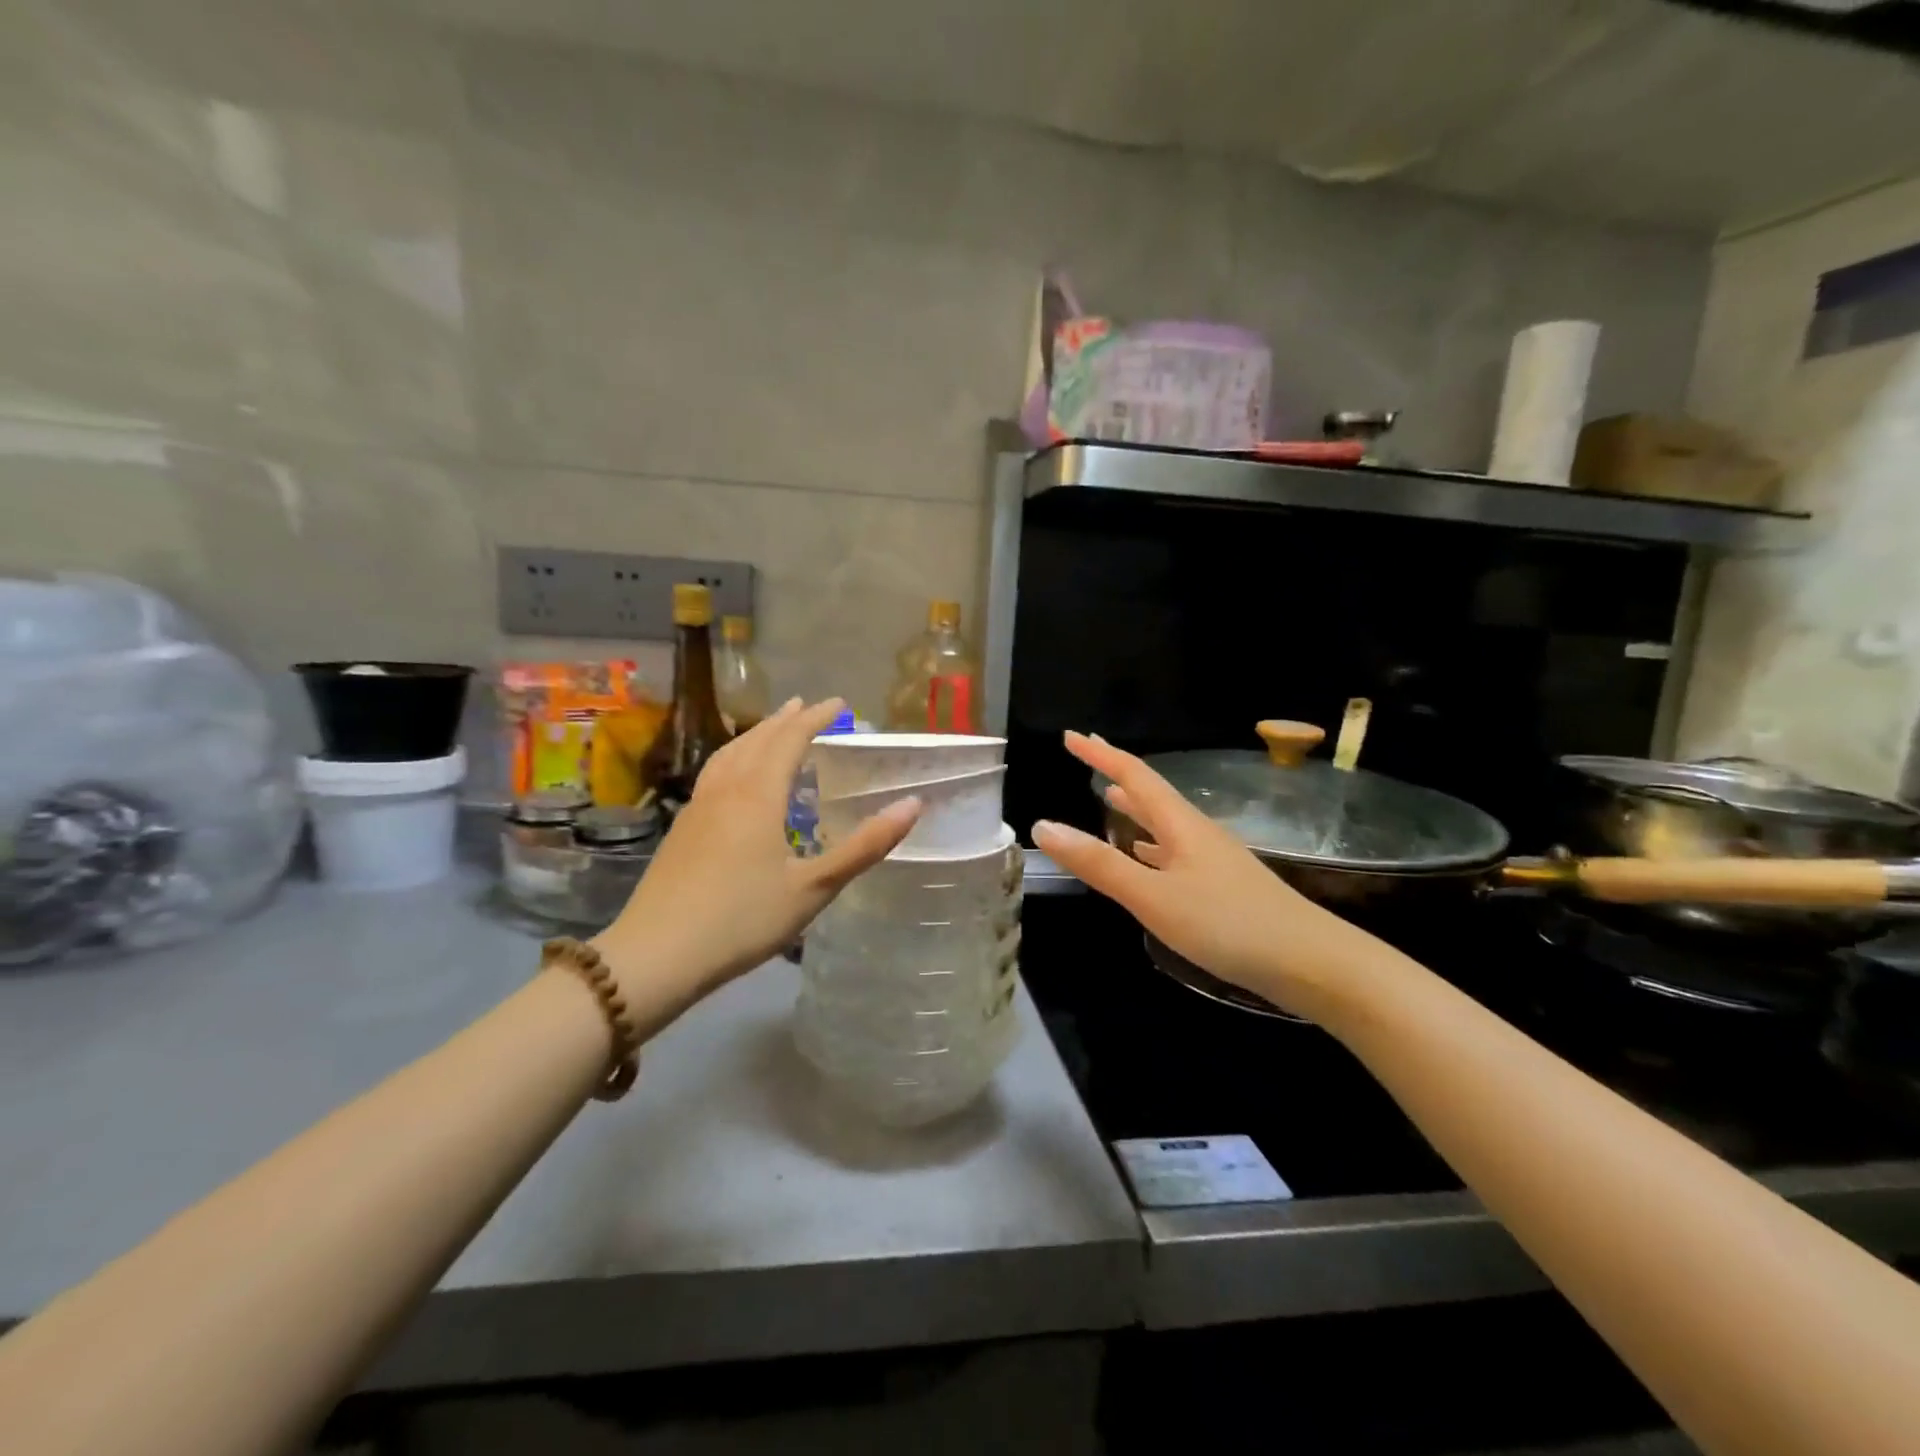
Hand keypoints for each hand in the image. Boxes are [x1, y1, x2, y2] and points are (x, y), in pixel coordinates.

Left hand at [592, 698, 918, 1036]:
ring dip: (756, 734)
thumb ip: (864, 846)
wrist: (657, 954)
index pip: (790, 740)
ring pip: (729, 754)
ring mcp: (698, 807)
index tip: (840, 705)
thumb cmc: (743, 919)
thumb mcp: (814, 888)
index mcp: (758, 795)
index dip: (816, 718)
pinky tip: (735, 777)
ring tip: (772, 727)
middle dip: (786, 719)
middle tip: (808, 705)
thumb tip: (912, 804)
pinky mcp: (682, 828)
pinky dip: (735, 756)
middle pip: (757, 740)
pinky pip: (714, 773)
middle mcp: (726, 790)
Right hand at [1030, 731, 1381, 1018]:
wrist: (1310, 963)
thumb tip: (1043, 826)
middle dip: (1117, 775)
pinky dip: (1152, 846)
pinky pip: (1175, 852)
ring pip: (1164, 823)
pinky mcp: (1222, 887)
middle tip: (1087, 759)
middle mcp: (1197, 833)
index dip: (1101, 755)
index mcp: (1180, 824)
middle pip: (1152, 794)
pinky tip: (1147, 858)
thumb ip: (1098, 863)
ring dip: (1135, 809)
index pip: (1134, 776)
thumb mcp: (1152, 896)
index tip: (1071, 737)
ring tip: (1109, 800)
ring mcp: (1213, 860)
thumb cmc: (1226, 924)